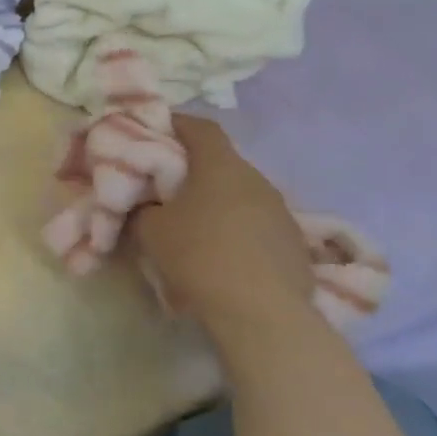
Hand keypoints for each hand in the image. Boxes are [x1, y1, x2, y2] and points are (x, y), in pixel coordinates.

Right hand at [129, 115, 312, 326]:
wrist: (262, 311)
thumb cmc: (199, 256)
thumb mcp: (150, 230)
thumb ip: (144, 208)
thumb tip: (147, 205)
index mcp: (220, 165)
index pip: (199, 127)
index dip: (175, 124)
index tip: (154, 132)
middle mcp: (256, 178)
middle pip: (220, 162)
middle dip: (193, 170)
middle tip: (165, 187)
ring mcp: (280, 210)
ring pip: (240, 194)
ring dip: (216, 202)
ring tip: (192, 226)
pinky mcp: (293, 242)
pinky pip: (255, 224)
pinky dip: (235, 230)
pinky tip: (220, 254)